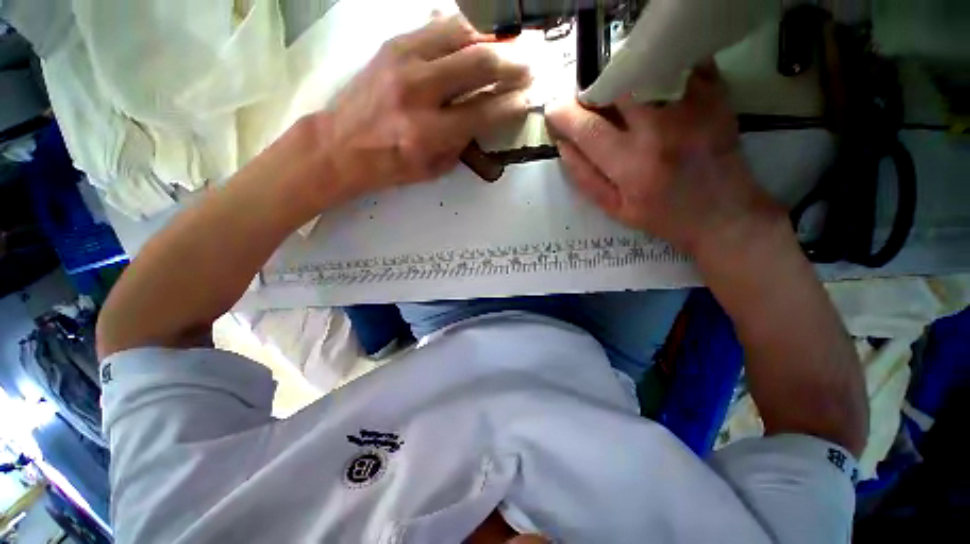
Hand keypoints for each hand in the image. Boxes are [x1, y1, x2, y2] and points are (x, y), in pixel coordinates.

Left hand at [315, 15, 530, 201]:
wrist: (341, 145)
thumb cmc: (390, 165)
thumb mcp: (433, 168)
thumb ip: (462, 143)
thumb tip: (485, 115)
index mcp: (429, 133)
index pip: (484, 112)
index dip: (513, 104)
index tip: (530, 98)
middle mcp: (418, 92)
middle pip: (478, 64)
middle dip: (513, 63)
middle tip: (531, 65)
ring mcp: (403, 61)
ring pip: (461, 34)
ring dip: (492, 38)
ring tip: (509, 46)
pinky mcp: (393, 45)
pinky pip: (438, 26)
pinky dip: (465, 29)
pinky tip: (478, 36)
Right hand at [545, 62, 783, 256]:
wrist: (724, 214)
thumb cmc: (663, 216)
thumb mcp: (614, 209)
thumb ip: (584, 177)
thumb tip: (563, 145)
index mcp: (631, 166)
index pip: (587, 127)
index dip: (563, 114)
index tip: (554, 111)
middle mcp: (661, 129)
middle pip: (615, 86)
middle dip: (593, 92)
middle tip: (592, 106)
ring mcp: (692, 106)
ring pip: (645, 69)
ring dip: (622, 79)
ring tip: (622, 100)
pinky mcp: (716, 94)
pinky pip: (680, 62)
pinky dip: (659, 67)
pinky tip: (655, 89)